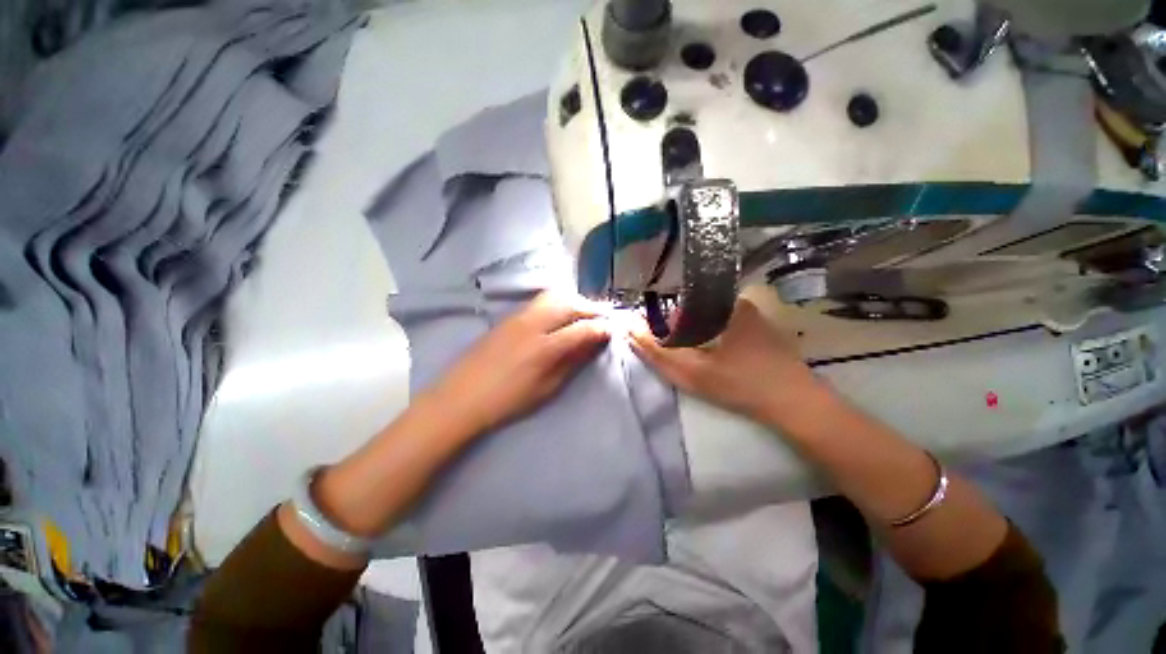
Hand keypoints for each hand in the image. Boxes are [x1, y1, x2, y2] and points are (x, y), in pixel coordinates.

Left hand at [425, 291, 611, 435]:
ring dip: (575, 301)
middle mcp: (533, 324)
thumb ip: (572, 362)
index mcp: (544, 347)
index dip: (602, 327)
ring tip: (584, 314)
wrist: (461, 396)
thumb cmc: (507, 401)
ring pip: (555, 296)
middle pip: (570, 303)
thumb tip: (593, 344)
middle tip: (603, 319)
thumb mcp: (546, 388)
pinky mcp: (509, 315)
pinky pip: (541, 300)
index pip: (583, 328)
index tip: (613, 330)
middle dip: (592, 308)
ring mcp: (519, 316)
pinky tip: (562, 313)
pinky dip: (559, 301)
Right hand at [628, 298, 823, 425]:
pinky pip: (723, 326)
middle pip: (692, 310)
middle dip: (679, 332)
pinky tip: (716, 359)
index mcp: (720, 304)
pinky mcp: (760, 329)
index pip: (677, 303)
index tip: (662, 345)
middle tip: (681, 357)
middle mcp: (737, 302)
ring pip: (708, 319)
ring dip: (695, 336)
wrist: (797, 405)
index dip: (663, 324)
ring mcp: (751, 315)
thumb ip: (656, 351)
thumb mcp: (690, 372)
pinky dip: (711, 339)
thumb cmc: (741, 385)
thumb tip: (628, 328)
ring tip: (696, 360)